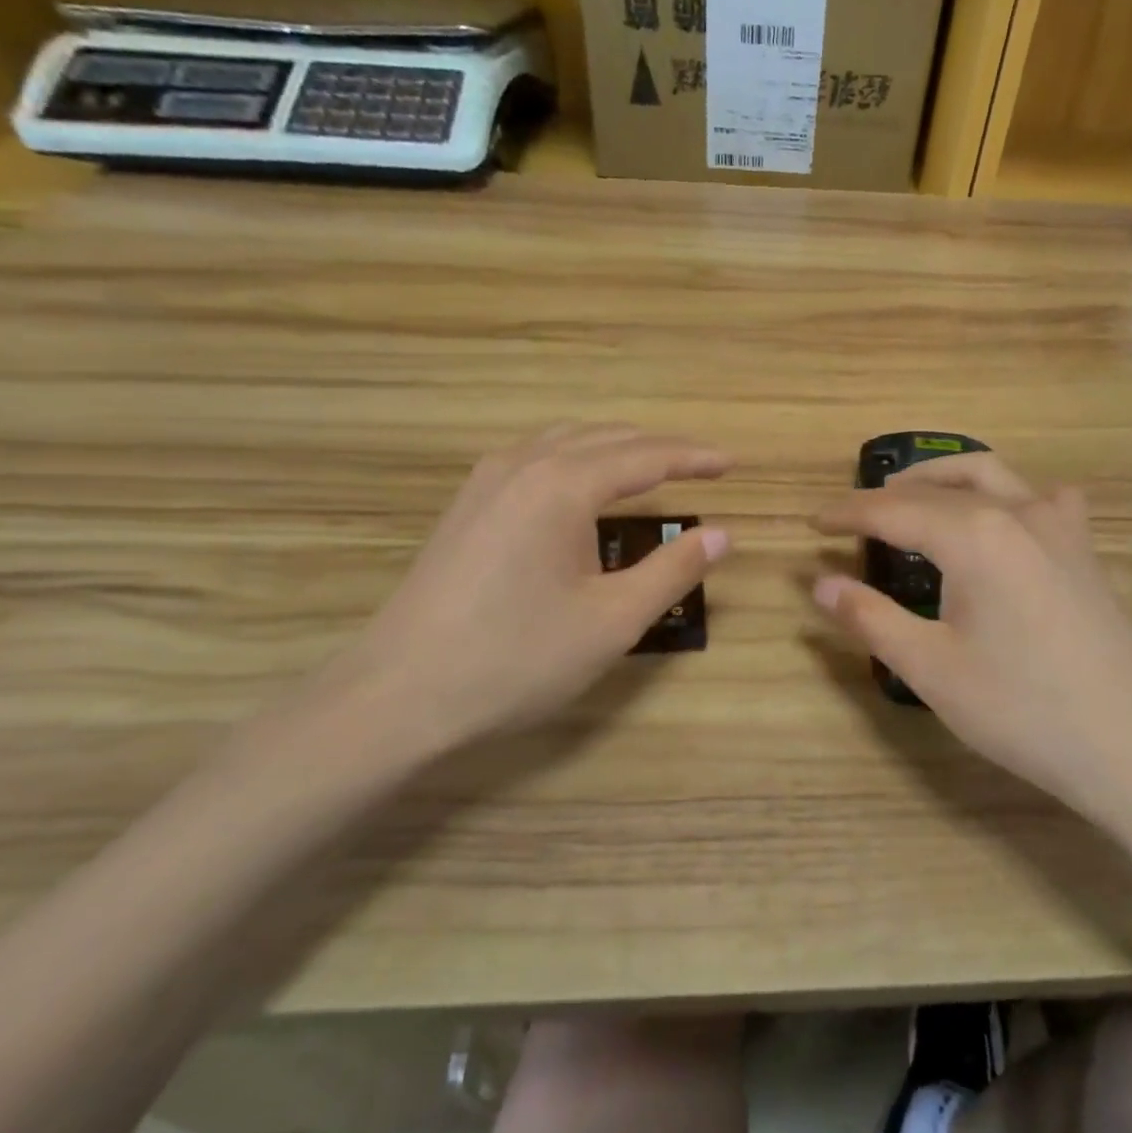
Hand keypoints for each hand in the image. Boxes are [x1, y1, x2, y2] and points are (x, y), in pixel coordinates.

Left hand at [337, 424, 731, 758]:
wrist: (399, 694)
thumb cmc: (516, 659)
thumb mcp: (611, 621)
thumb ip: (672, 571)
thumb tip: (722, 535)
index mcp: (563, 484)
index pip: (646, 456)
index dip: (694, 458)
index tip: (732, 464)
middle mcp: (523, 465)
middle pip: (606, 438)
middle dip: (659, 449)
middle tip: (702, 467)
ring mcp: (486, 482)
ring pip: (565, 442)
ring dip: (615, 449)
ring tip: (651, 470)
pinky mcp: (465, 506)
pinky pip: (535, 459)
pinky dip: (576, 460)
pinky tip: (582, 490)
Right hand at [810, 453, 1131, 818]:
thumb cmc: (1022, 709)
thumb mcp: (930, 668)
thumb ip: (870, 618)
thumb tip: (820, 584)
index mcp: (973, 535)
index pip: (892, 510)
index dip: (847, 514)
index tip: (813, 523)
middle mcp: (1016, 512)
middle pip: (938, 487)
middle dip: (888, 497)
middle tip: (852, 518)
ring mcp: (1059, 526)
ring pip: (991, 475)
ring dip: (943, 480)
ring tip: (912, 502)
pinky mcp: (1083, 549)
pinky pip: (1040, 498)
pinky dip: (1005, 495)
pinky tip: (1002, 521)